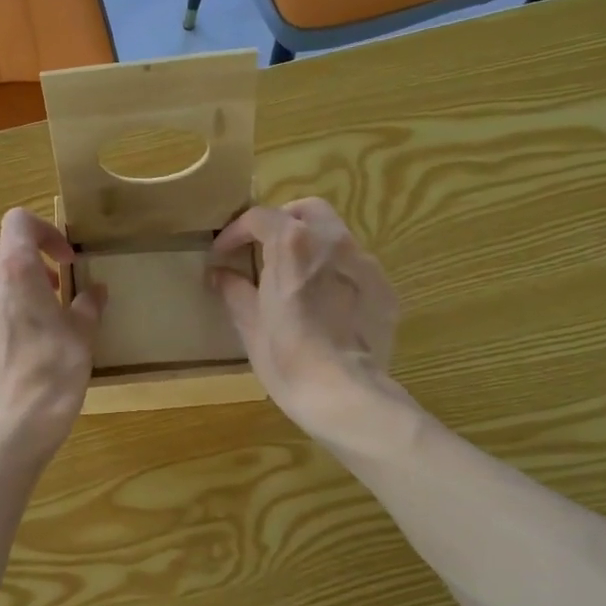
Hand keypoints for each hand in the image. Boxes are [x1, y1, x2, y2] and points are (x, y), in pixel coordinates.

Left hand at [0, 208, 104, 464]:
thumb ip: (87, 305)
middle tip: (48, 291)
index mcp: (15, 271)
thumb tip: (95, 291)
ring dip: (3, 294)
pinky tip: (2, 354)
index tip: (63, 261)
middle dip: (24, 263)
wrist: (12, 427)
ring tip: (24, 326)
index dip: (44, 232)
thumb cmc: (54, 374)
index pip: (19, 221)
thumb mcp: (83, 336)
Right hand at [210, 199, 399, 443]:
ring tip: (297, 277)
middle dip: (283, 222)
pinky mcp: (384, 289)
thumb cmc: (287, 359)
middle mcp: (332, 242)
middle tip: (265, 250)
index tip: (223, 254)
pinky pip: (356, 268)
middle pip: (307, 210)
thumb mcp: (251, 326)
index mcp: (292, 245)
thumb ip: (235, 292)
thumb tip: (221, 275)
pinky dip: (336, 273)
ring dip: (312, 246)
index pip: (260, 217)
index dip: (236, 232)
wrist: (345, 395)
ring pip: (336, 236)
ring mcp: (364, 264)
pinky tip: (327, 305)